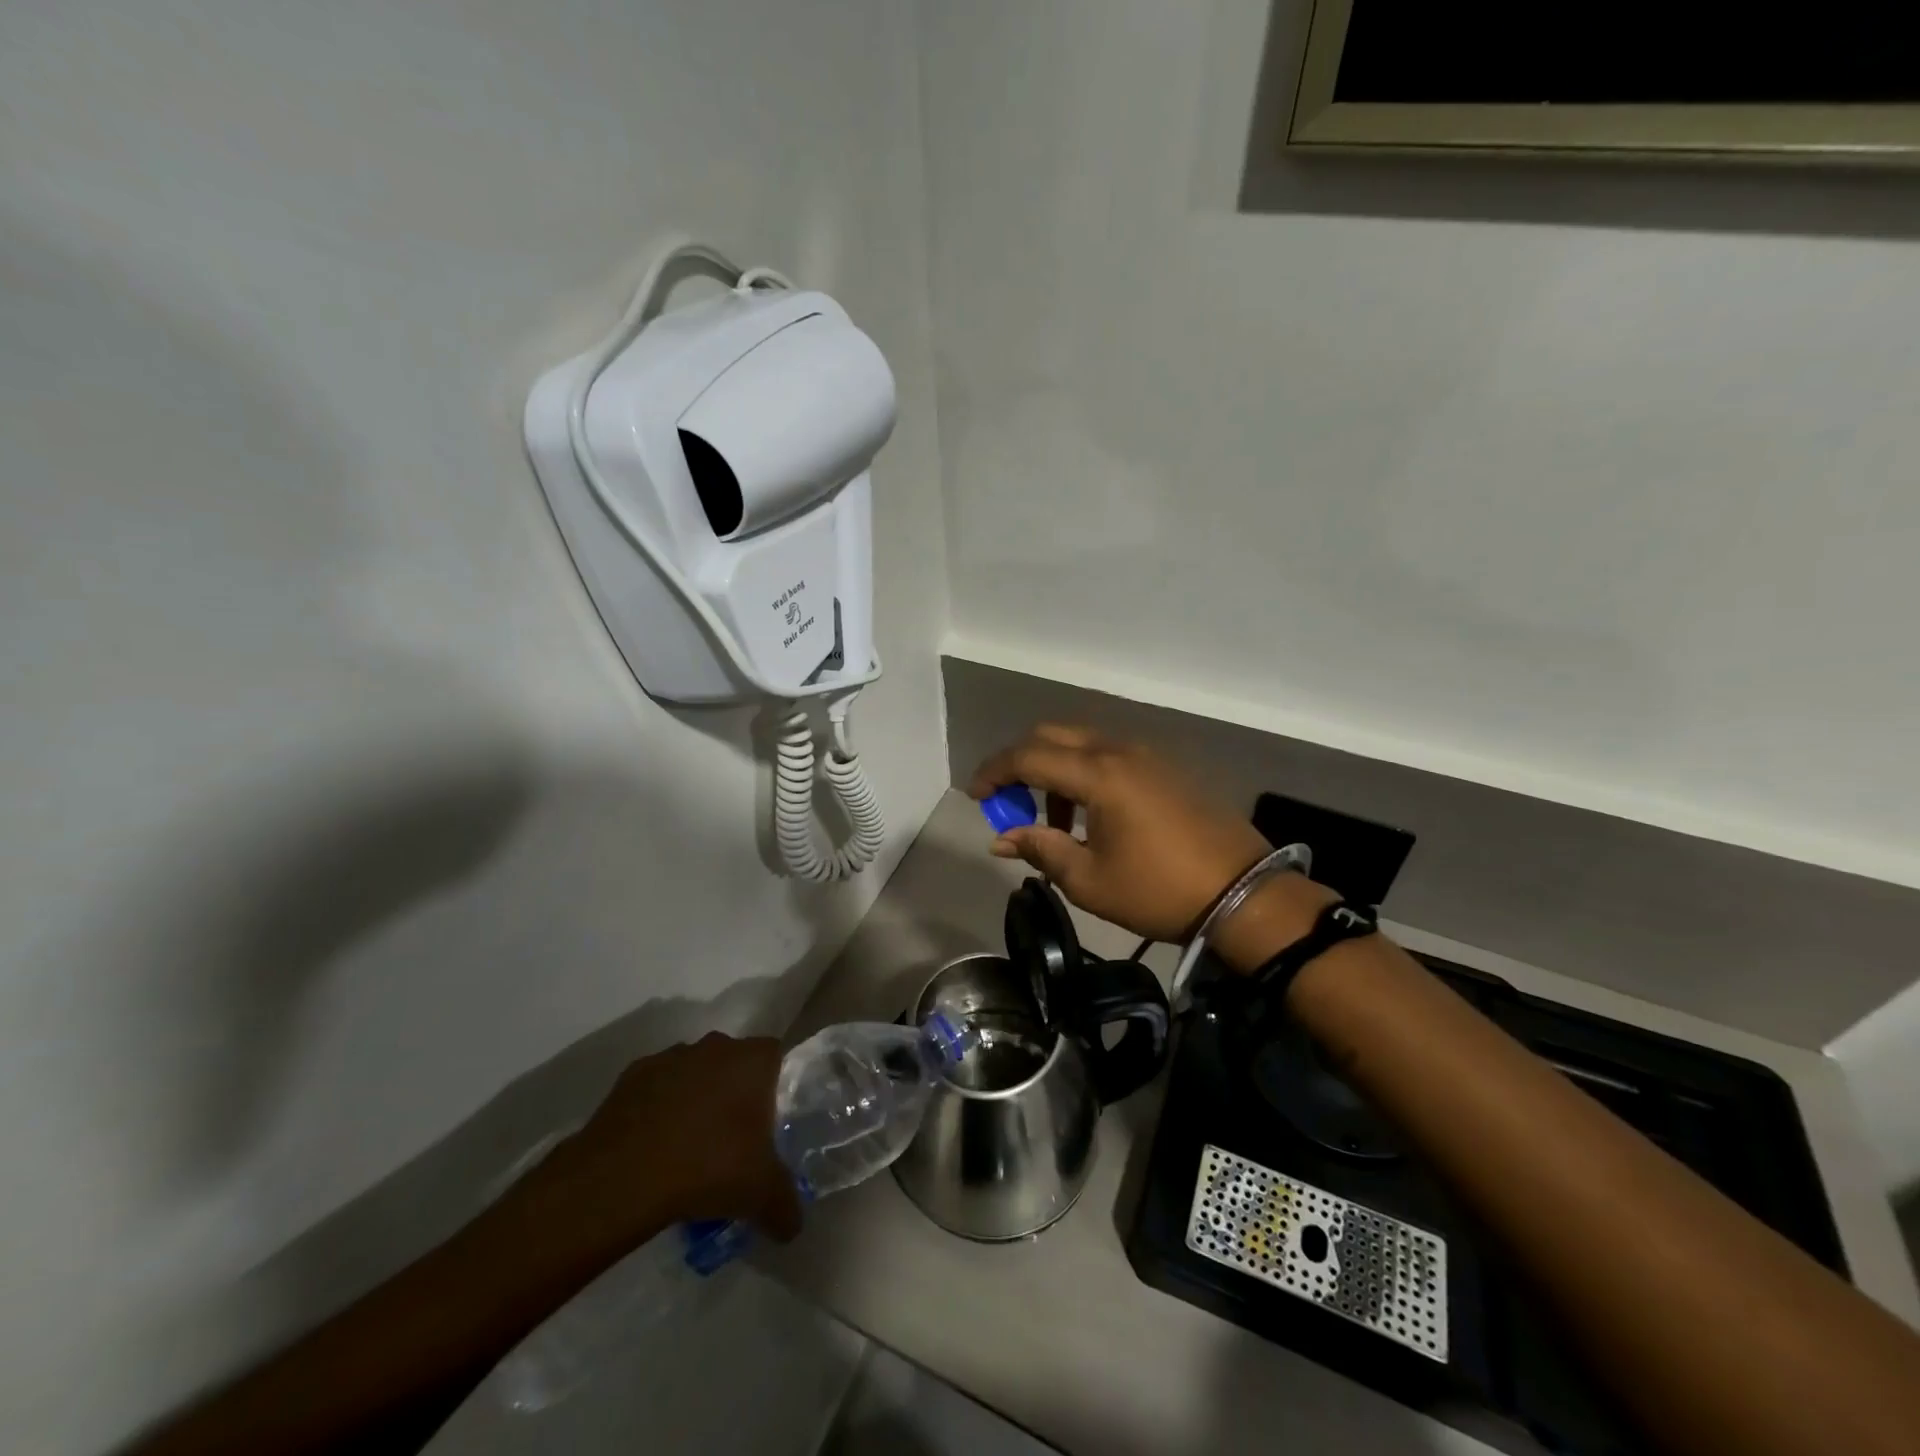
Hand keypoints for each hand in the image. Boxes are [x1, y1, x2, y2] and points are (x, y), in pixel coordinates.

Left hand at [557, 1033, 802, 1244]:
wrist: (621, 1177)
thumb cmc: (708, 1168)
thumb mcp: (760, 1195)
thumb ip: (785, 1206)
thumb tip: (793, 1226)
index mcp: (754, 1060)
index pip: (777, 1058)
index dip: (776, 1086)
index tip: (770, 1121)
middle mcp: (717, 1046)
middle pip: (735, 1062)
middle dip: (735, 1092)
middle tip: (733, 1137)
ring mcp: (673, 1056)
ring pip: (696, 1072)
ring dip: (697, 1097)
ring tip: (691, 1145)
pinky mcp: (634, 1074)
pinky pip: (658, 1087)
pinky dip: (660, 1107)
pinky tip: (656, 1145)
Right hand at [968, 725, 1278, 942]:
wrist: (1243, 894)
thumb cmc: (1159, 890)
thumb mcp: (1089, 879)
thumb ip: (1040, 849)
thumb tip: (1001, 838)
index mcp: (1099, 775)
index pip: (1029, 757)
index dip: (994, 773)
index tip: (975, 797)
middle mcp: (1120, 751)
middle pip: (1053, 735)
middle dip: (1021, 763)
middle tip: (1008, 802)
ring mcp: (1147, 755)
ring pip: (1082, 743)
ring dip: (1055, 769)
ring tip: (1053, 819)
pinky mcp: (1165, 768)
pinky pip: (1110, 755)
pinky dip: (1084, 772)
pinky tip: (1090, 813)